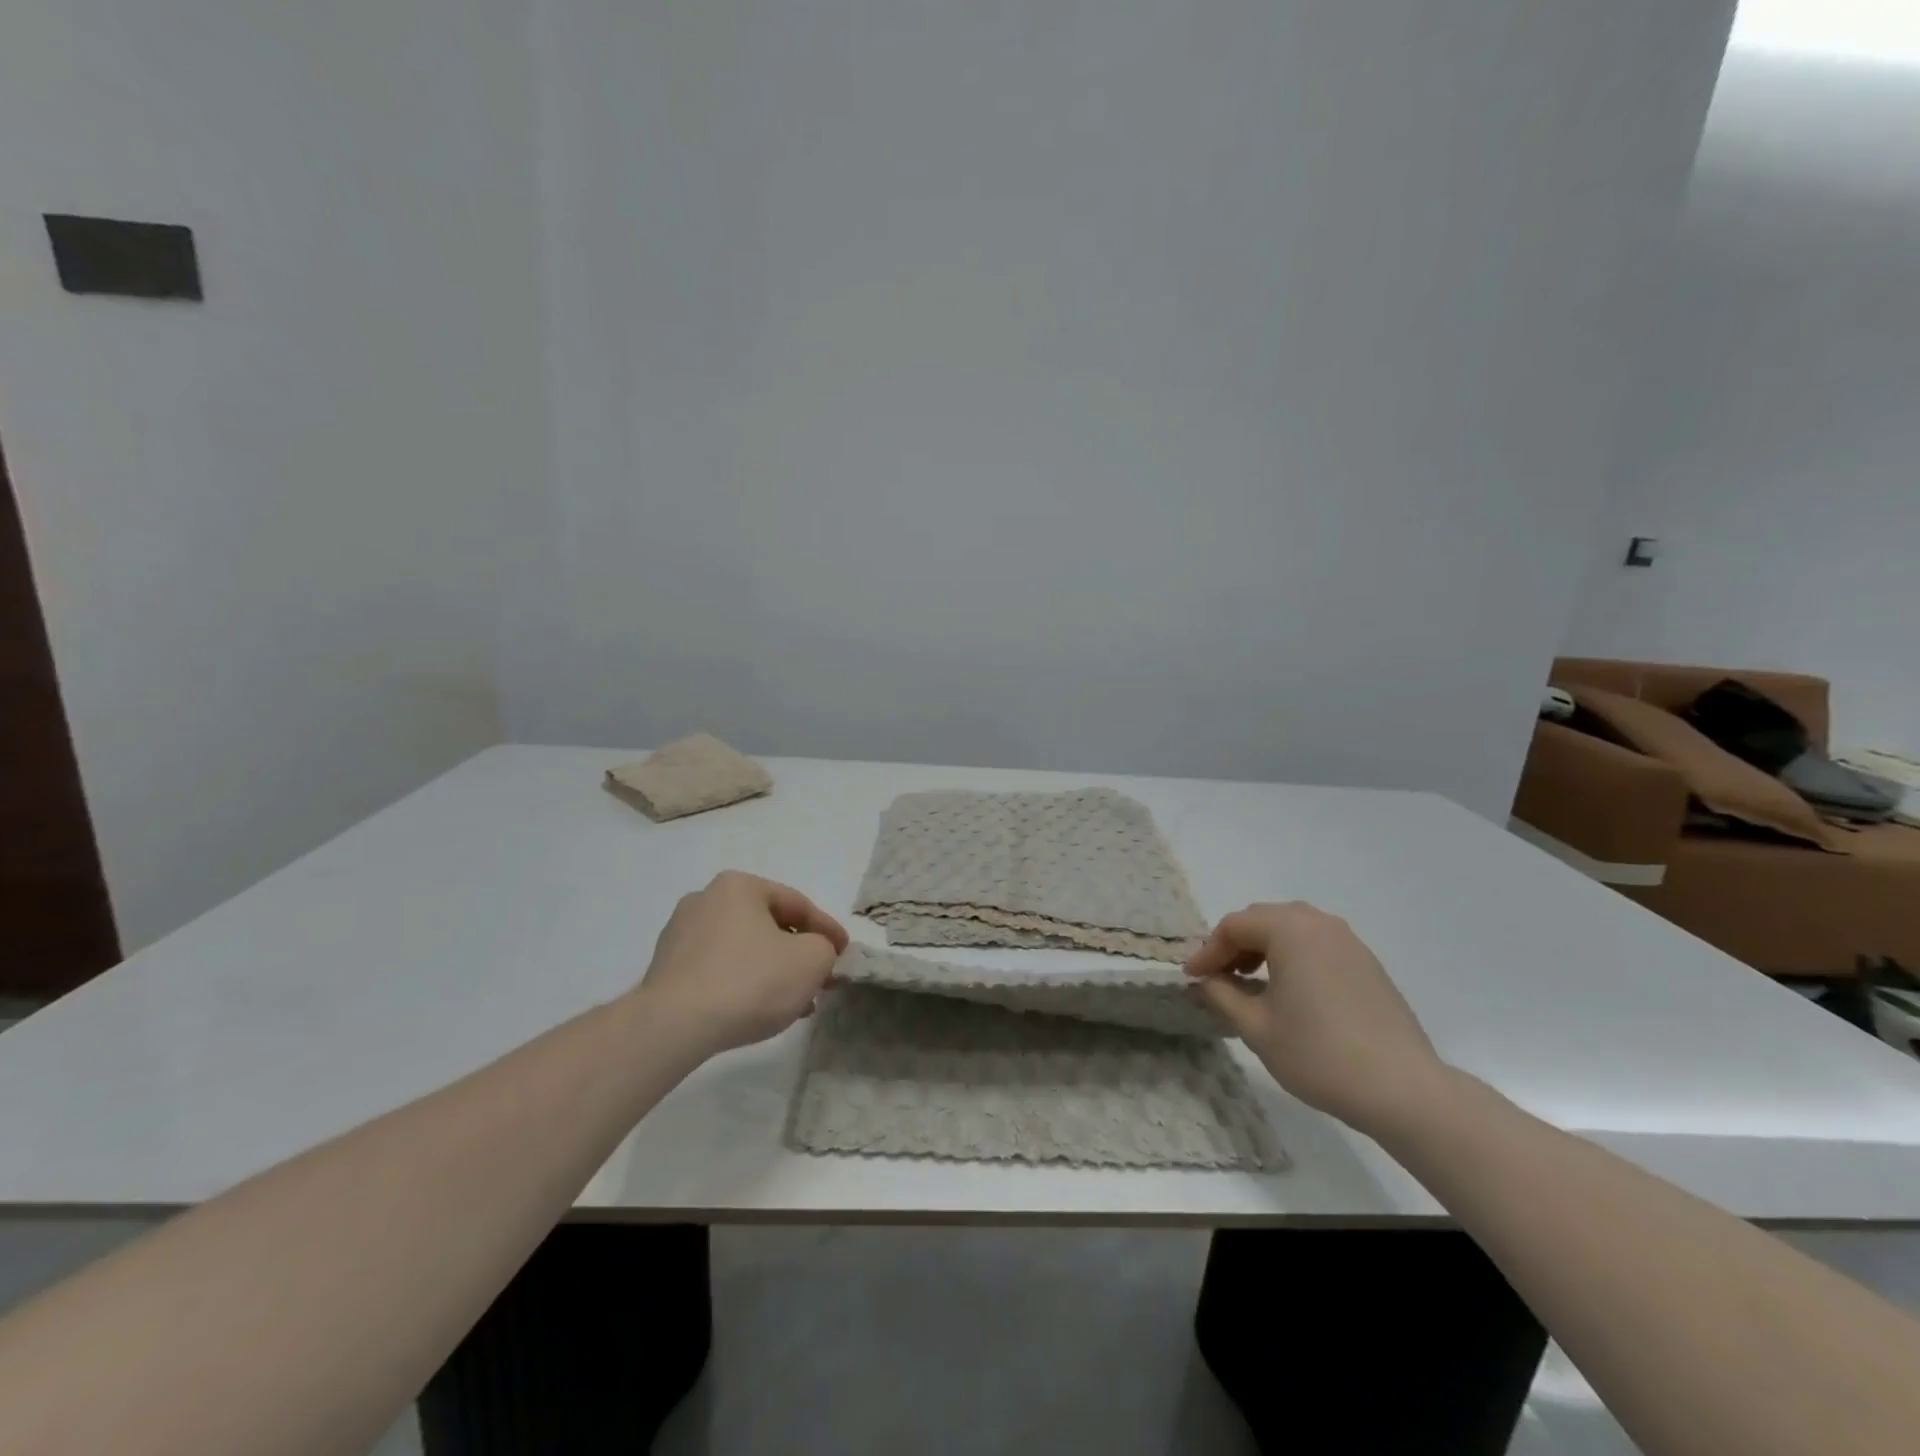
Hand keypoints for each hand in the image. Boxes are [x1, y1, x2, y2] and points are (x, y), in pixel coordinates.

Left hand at [638, 871, 848, 1054]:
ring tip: (793, 1003)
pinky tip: (757, 1009)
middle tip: (820, 978)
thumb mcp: (811, 960)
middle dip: (797, 953)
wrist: (675, 1026)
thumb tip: (816, 953)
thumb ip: (825, 949)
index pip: (798, 904)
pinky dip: (742, 984)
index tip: (845, 954)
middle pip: (768, 925)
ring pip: (743, 949)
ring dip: (772, 971)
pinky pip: (718, 970)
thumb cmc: (750, 980)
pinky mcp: (665, 970)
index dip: (828, 930)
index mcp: (739, 886)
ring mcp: (680, 935)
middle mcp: (705, 899)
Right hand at [1185, 902, 1448, 1134]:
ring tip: (1250, 983)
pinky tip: (1289, 991)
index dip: (1207, 951)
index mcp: (1289, 929)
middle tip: (1217, 977)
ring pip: (1291, 929)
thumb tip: (1204, 981)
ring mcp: (1348, 941)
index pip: (1234, 927)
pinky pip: (1317, 945)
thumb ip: (1222, 995)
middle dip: (1234, 945)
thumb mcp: (1256, 1027)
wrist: (1403, 1089)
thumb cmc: (1319, 1053)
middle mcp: (1319, 923)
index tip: (1192, 979)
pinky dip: (1293, 957)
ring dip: (1264, 948)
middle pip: (1262, 920)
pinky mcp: (1367, 963)